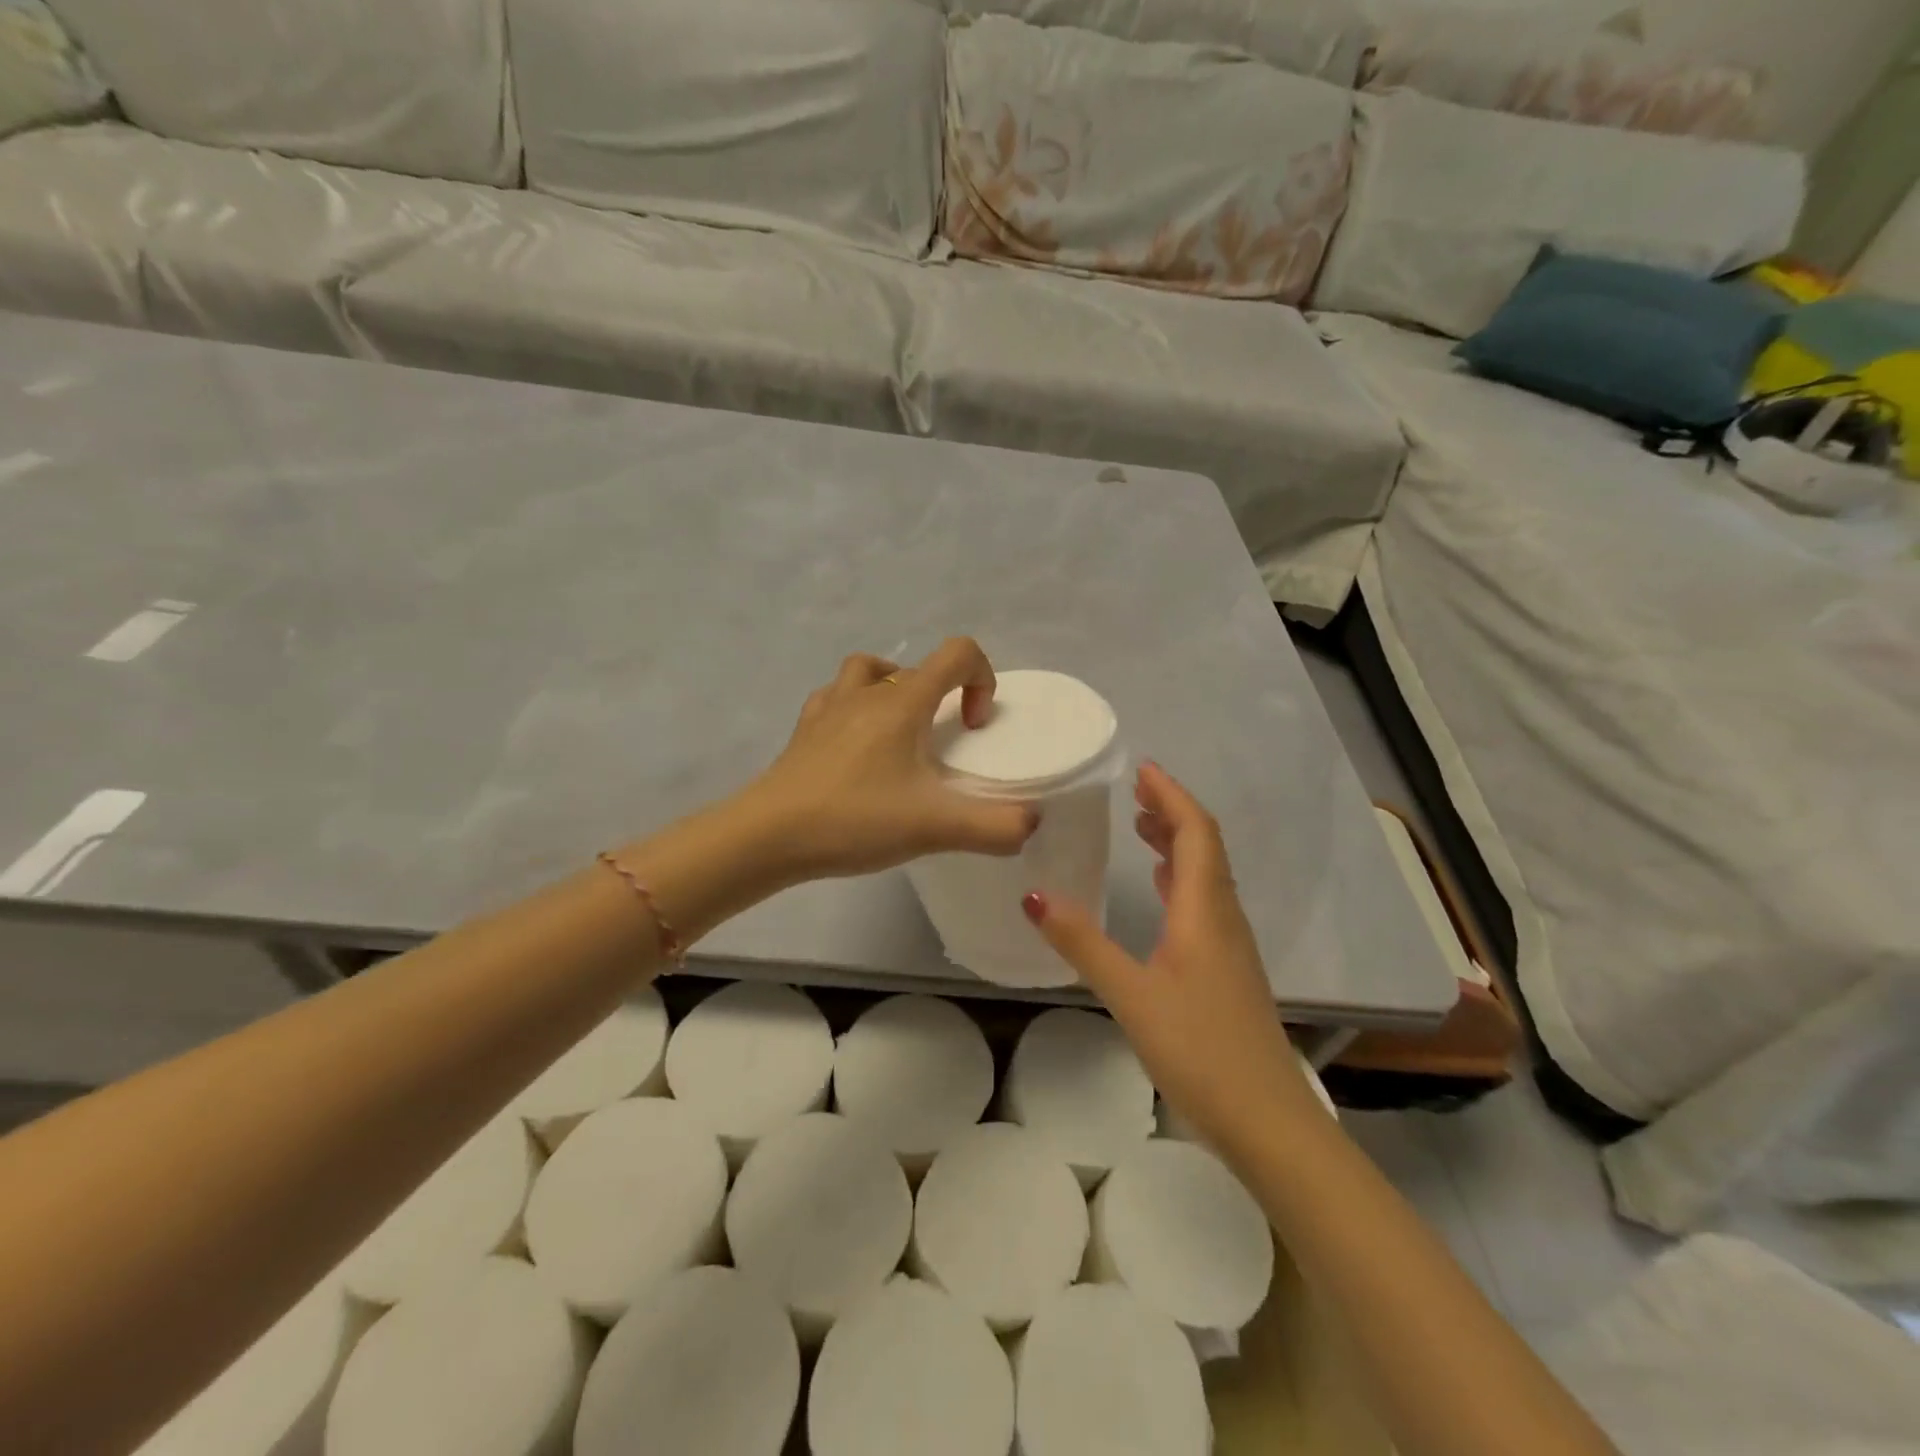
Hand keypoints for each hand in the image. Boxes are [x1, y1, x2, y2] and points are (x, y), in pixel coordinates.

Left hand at [747, 637, 1037, 879]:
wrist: (768, 836)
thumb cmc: (854, 819)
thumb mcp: (935, 827)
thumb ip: (995, 827)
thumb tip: (1030, 825)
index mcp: (902, 702)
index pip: (957, 653)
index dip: (982, 679)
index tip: (976, 727)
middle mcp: (866, 692)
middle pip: (916, 667)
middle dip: (943, 697)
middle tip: (943, 746)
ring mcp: (828, 708)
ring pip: (868, 672)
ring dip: (893, 689)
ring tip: (901, 734)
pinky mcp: (803, 732)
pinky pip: (834, 699)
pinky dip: (854, 709)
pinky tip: (857, 747)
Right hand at [1020, 762, 1317, 1160]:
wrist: (1268, 1120)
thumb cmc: (1199, 1049)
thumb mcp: (1130, 994)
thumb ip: (1082, 943)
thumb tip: (1034, 896)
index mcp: (1205, 911)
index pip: (1196, 833)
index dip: (1172, 796)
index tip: (1142, 770)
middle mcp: (1224, 917)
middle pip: (1206, 847)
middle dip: (1173, 812)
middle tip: (1135, 791)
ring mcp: (1231, 945)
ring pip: (1208, 875)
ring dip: (1178, 843)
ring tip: (1143, 826)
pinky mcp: (1228, 969)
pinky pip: (1206, 902)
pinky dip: (1182, 878)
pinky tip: (1163, 890)